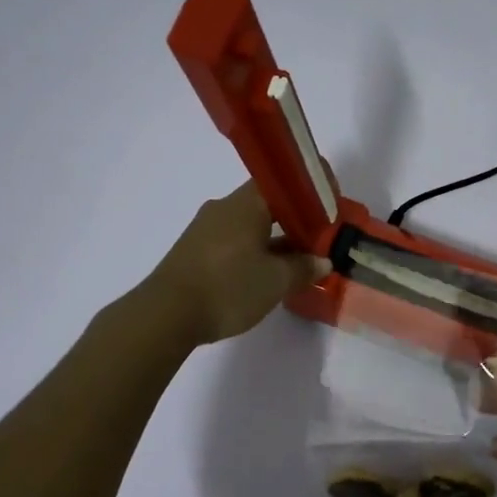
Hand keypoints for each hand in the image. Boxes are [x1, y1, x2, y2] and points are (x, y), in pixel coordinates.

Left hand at [146, 181, 331, 346]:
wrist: (166, 314)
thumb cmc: (228, 287)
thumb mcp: (275, 281)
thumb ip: (303, 267)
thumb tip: (322, 261)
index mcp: (246, 204)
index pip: (282, 181)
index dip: (308, 191)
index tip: (329, 206)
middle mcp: (224, 207)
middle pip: (266, 204)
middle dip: (294, 219)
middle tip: (318, 238)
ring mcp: (205, 229)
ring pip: (249, 225)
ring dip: (274, 239)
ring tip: (297, 262)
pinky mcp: (194, 250)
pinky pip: (233, 241)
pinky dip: (254, 251)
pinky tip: (265, 275)